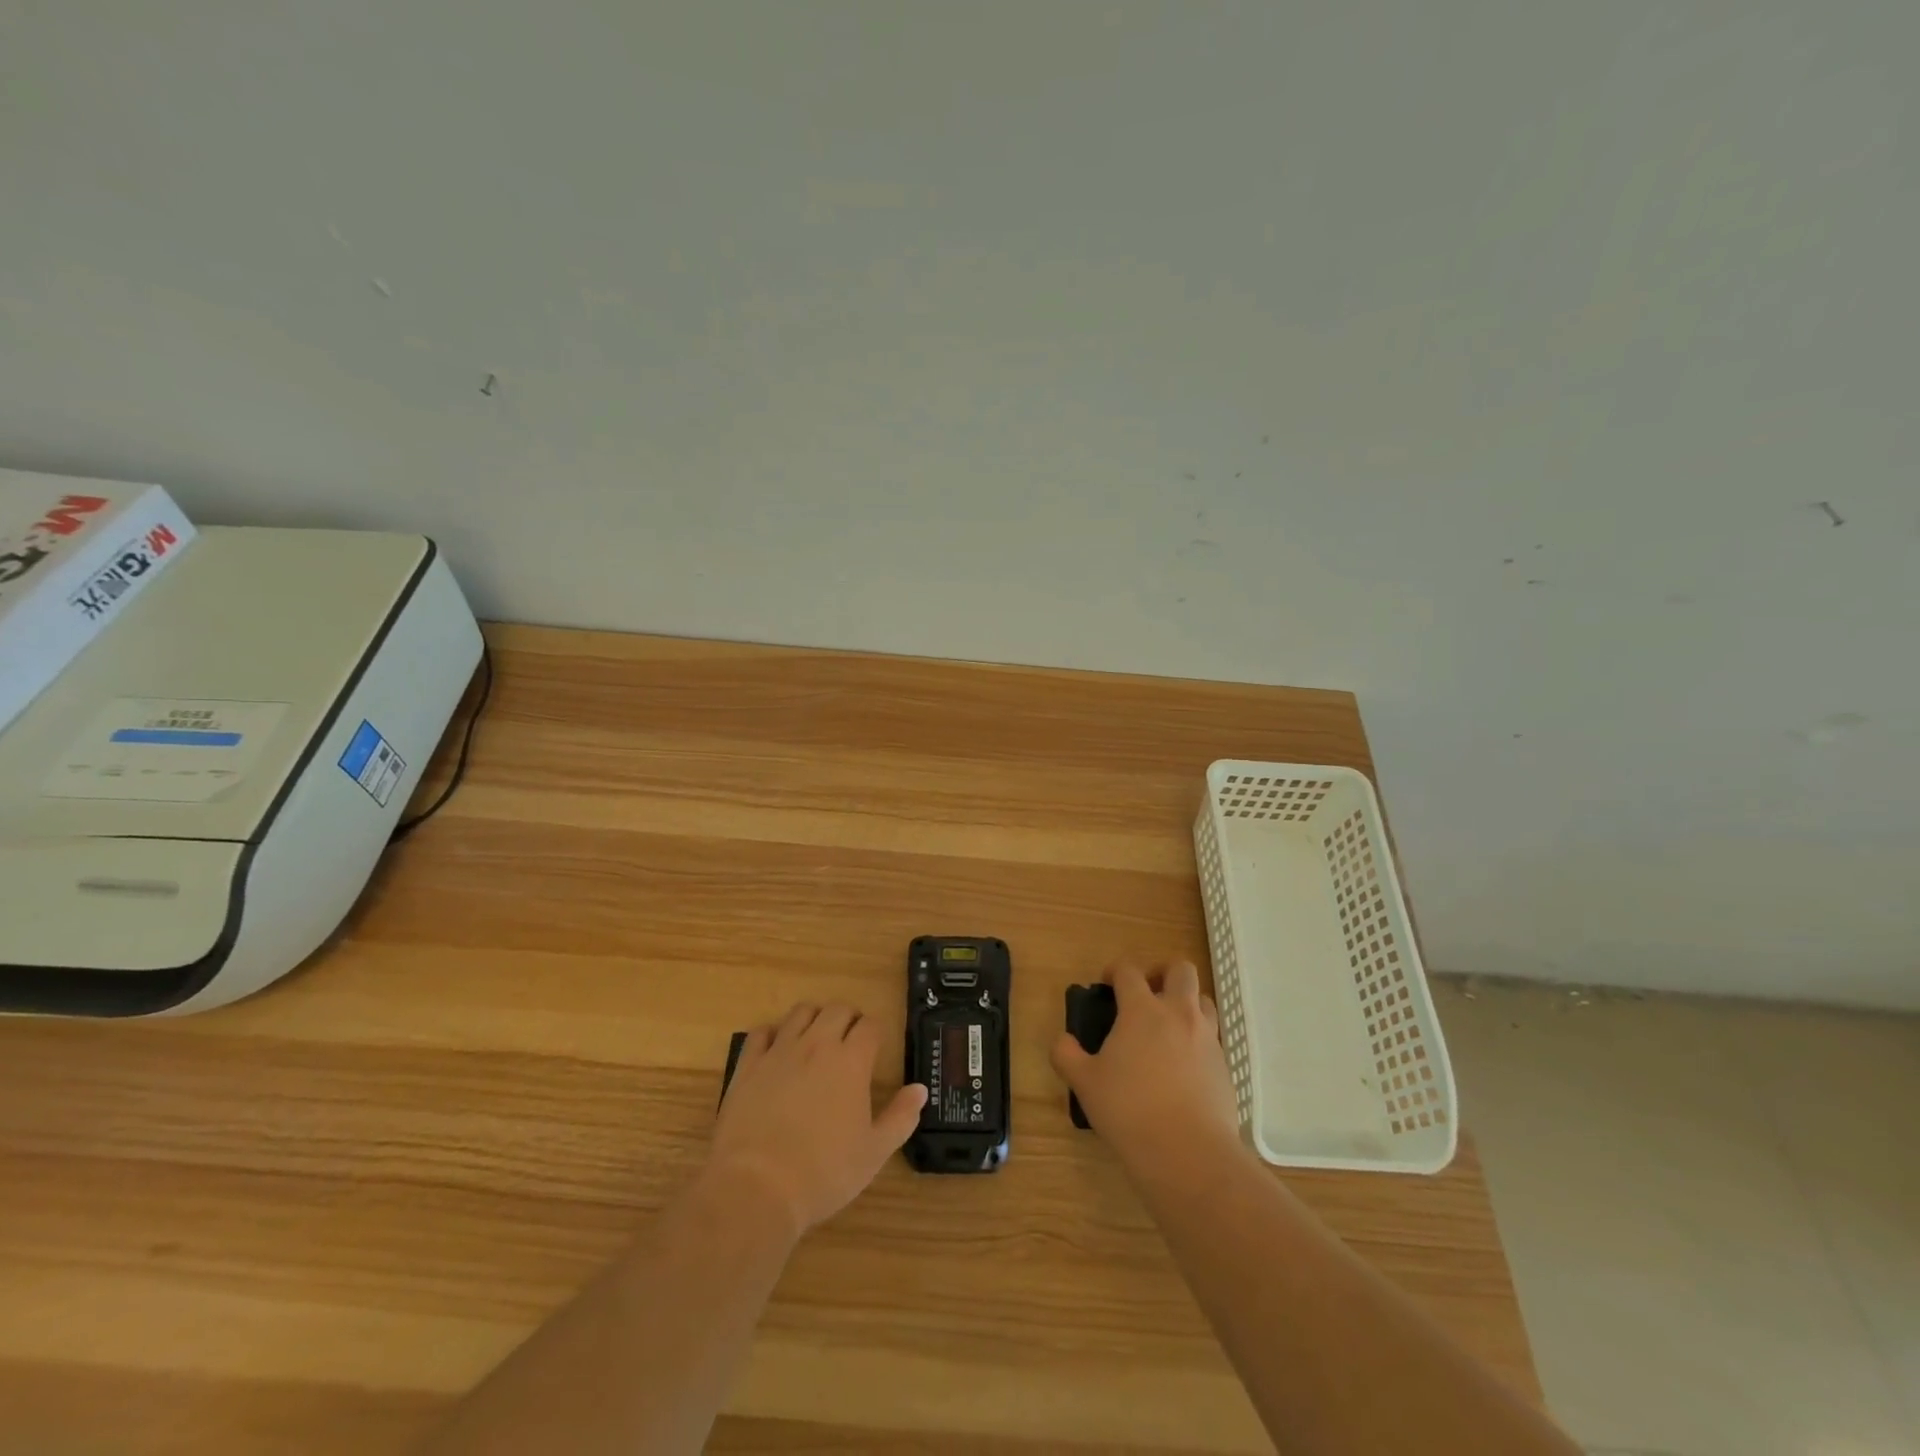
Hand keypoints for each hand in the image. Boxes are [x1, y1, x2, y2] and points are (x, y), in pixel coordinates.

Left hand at [709, 1003, 927, 1238]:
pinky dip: (772, 1034)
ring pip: (800, 1012)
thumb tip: (920, 1089)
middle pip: (837, 1009)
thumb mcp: (874, 1152)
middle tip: (849, 1041)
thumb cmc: (824, 1173)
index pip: (870, 1025)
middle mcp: (817, 1045)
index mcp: (851, 1061)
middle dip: (848, 1018)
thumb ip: (901, 1117)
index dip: (876, 1031)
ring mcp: (779, 1051)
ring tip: (815, 1039)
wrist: (757, 1188)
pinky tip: (776, 1051)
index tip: (876, 1046)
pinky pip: (761, 1032)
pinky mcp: (748, 1065)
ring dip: (813, 1018)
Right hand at [1051, 961, 1242, 1178]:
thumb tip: (1063, 1040)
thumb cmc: (1130, 1110)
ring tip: (1167, 1028)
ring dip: (1186, 1003)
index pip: (1129, 971)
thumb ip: (1066, 1055)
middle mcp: (1178, 1014)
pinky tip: (1182, 1067)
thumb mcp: (1085, 1084)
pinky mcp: (1225, 1067)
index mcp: (1142, 1010)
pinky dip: (1198, 1040)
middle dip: (1163, 973)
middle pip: (1181, 970)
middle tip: (1147, 994)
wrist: (1190, 1153)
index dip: (1115, 971)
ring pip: (1204, 1000)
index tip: (1106, 984)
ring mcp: (1207, 1039)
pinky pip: (1213, 1038)